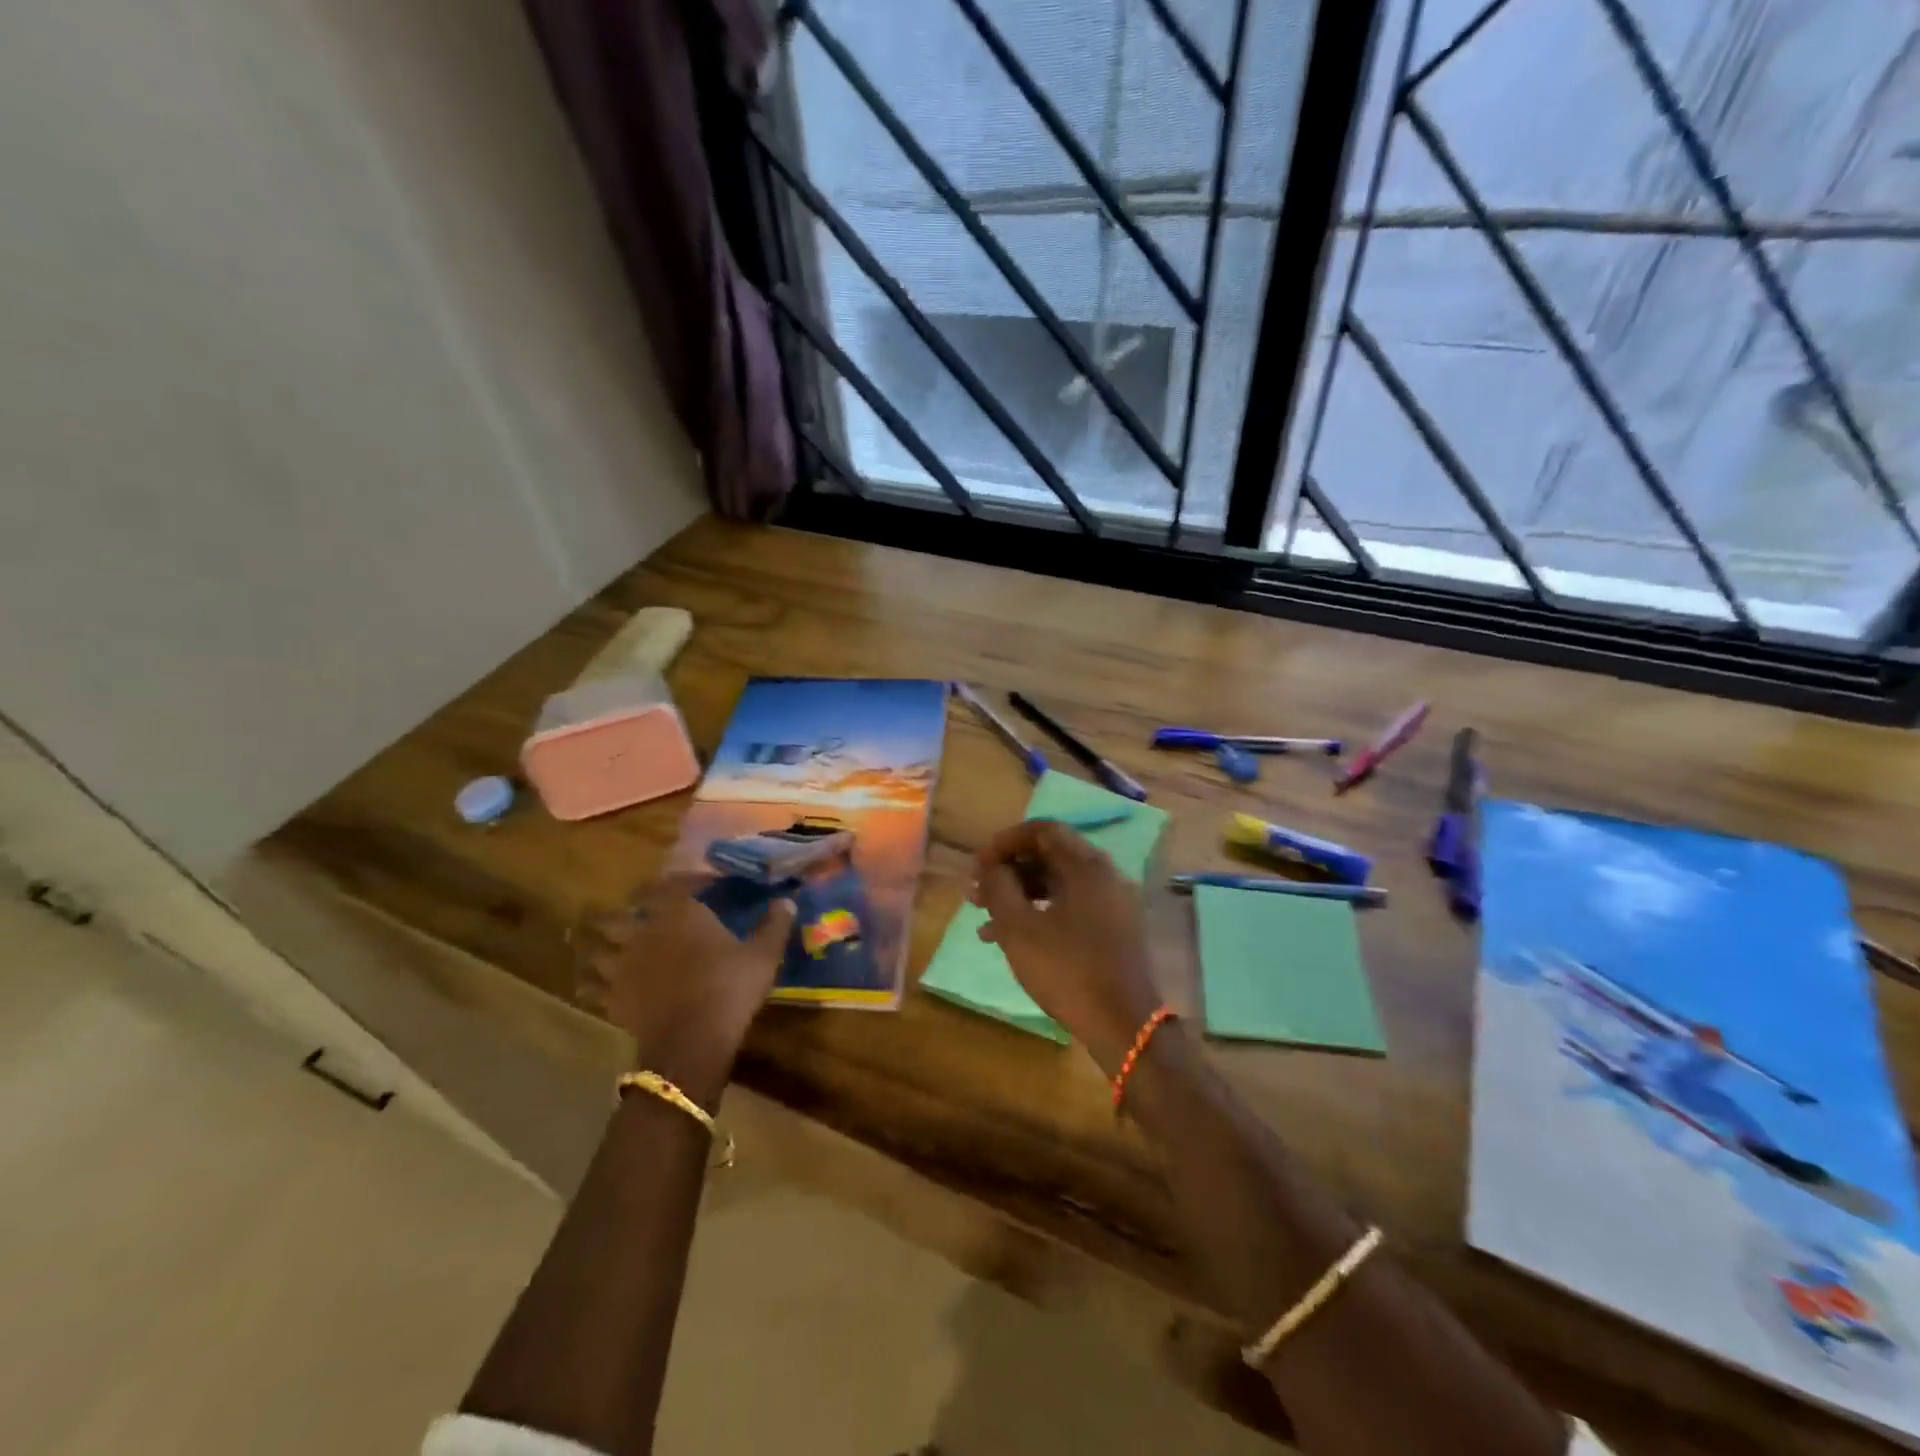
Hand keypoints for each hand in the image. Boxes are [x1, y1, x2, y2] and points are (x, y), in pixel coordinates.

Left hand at [573, 877, 794, 1105]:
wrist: (692, 1042)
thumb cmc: (730, 988)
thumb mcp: (763, 954)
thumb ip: (773, 925)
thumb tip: (786, 901)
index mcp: (680, 913)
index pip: (673, 884)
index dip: (684, 880)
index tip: (699, 884)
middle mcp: (644, 931)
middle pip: (619, 913)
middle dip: (622, 909)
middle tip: (630, 909)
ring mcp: (623, 965)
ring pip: (595, 946)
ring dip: (593, 942)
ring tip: (592, 939)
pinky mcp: (613, 998)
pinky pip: (592, 986)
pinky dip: (589, 982)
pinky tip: (591, 983)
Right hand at [972, 821, 1159, 1071]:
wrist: (1123, 1025)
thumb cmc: (1067, 970)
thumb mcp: (1019, 928)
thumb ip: (999, 887)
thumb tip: (991, 865)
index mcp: (1086, 866)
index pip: (1043, 830)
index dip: (1005, 841)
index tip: (979, 864)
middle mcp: (1103, 876)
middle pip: (1049, 856)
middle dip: (1008, 871)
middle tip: (976, 892)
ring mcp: (1111, 904)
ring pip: (1057, 885)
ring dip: (1019, 895)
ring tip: (983, 919)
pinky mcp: (1111, 930)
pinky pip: (1069, 907)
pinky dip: (1039, 914)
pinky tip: (1008, 940)